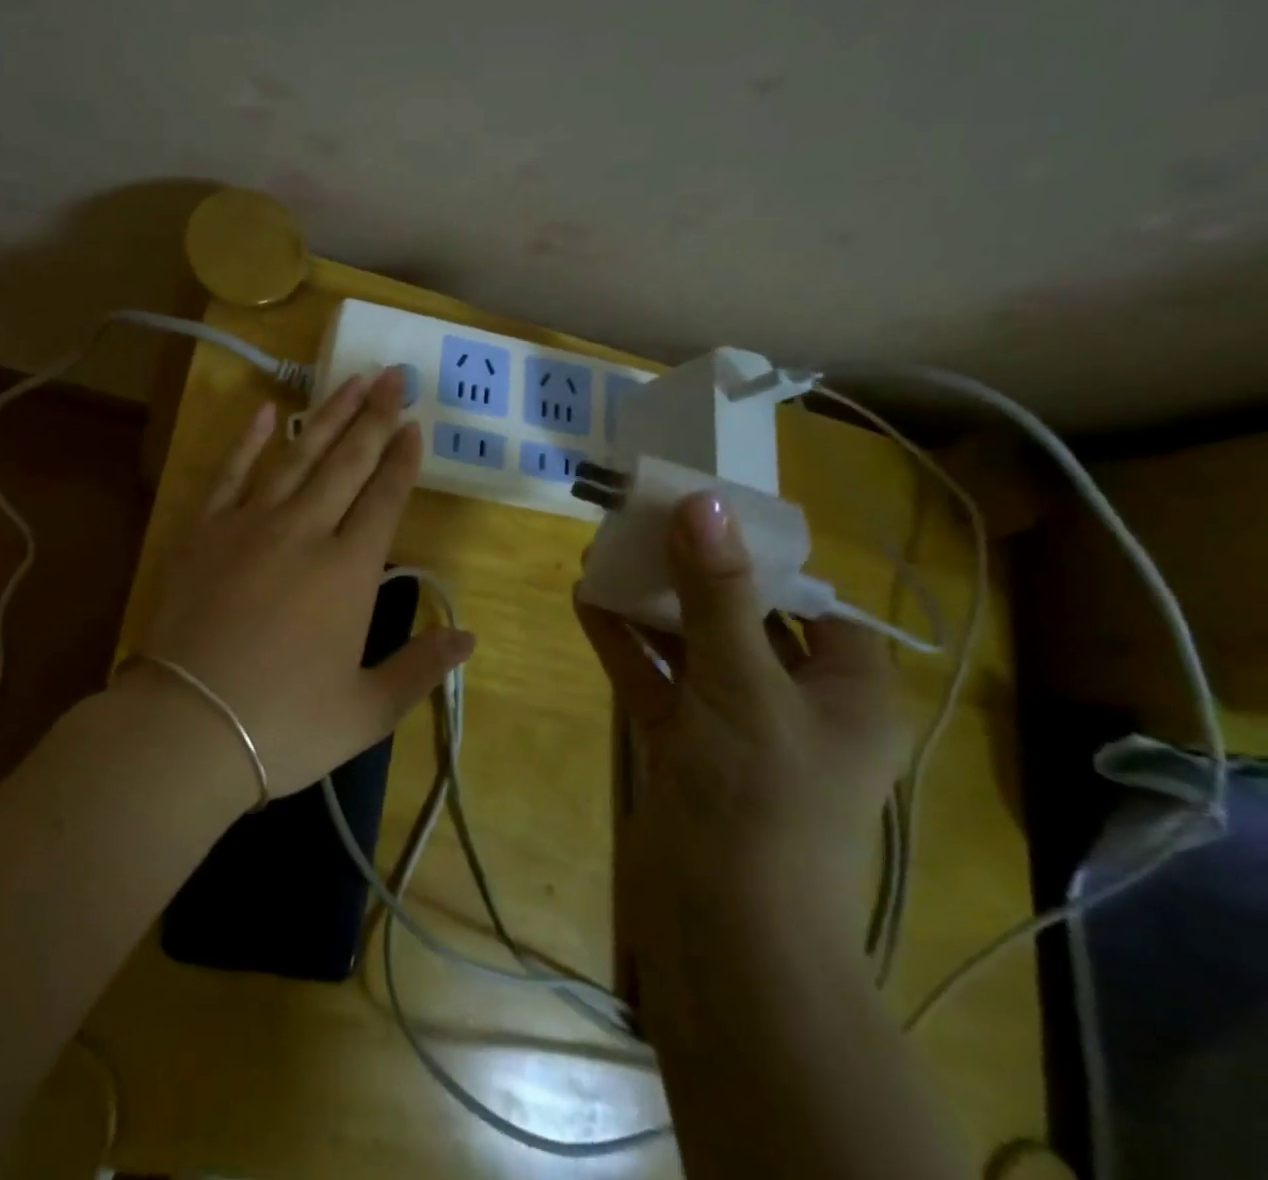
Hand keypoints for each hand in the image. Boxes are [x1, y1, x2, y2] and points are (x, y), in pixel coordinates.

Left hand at [136, 367, 474, 801]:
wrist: (189, 726)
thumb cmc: (284, 725)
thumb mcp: (366, 710)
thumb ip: (419, 669)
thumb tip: (467, 637)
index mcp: (349, 571)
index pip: (385, 499)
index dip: (403, 459)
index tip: (415, 424)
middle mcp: (305, 532)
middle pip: (348, 463)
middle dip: (375, 417)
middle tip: (393, 376)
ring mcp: (251, 525)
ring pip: (299, 457)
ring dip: (328, 416)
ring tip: (351, 380)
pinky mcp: (206, 531)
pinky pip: (232, 472)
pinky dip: (250, 440)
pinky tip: (269, 412)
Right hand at [576, 493, 903, 958]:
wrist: (725, 931)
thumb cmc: (760, 798)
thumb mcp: (741, 682)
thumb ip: (717, 592)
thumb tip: (703, 502)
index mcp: (845, 690)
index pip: (813, 602)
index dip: (763, 557)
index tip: (707, 516)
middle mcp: (795, 703)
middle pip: (742, 618)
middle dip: (690, 573)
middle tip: (641, 524)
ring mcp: (734, 726)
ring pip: (690, 648)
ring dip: (649, 605)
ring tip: (603, 554)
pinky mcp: (683, 747)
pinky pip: (654, 681)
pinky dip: (624, 644)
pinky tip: (587, 602)